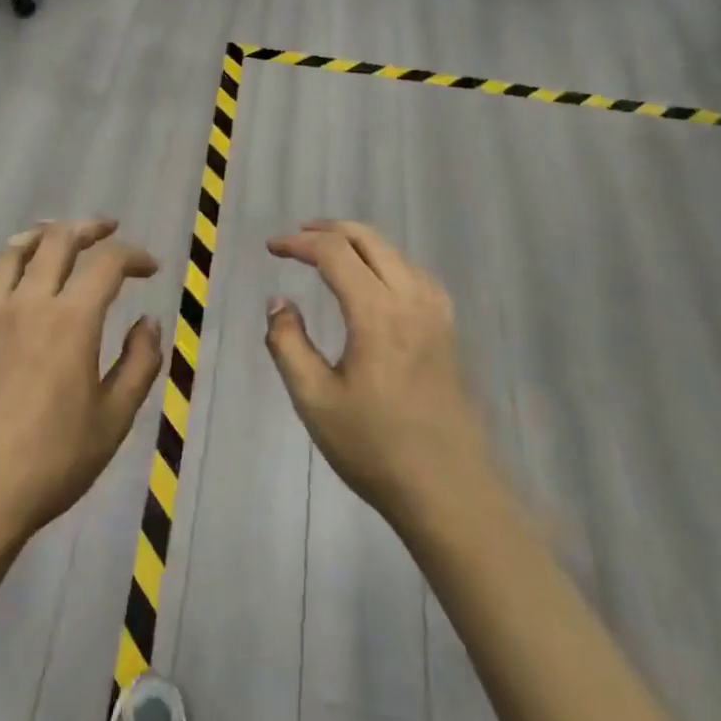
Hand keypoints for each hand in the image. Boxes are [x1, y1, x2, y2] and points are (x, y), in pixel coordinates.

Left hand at [0, 219, 163, 550]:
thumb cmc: (52, 460)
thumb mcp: (114, 418)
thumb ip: (139, 363)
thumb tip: (148, 322)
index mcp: (70, 320)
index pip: (106, 263)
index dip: (133, 255)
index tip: (150, 267)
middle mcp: (27, 303)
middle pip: (56, 241)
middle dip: (87, 228)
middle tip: (107, 230)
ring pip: (10, 253)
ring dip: (39, 236)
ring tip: (55, 236)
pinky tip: (6, 277)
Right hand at [265, 220, 496, 533]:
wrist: (448, 491)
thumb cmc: (374, 448)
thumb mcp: (314, 399)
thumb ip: (288, 343)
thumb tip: (279, 302)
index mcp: (377, 313)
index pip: (334, 253)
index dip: (298, 243)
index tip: (271, 249)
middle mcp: (411, 300)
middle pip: (370, 240)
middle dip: (329, 230)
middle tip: (297, 237)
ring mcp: (437, 315)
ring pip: (396, 253)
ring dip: (359, 242)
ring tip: (330, 251)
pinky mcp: (448, 332)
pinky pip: (416, 274)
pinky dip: (387, 261)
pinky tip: (377, 280)